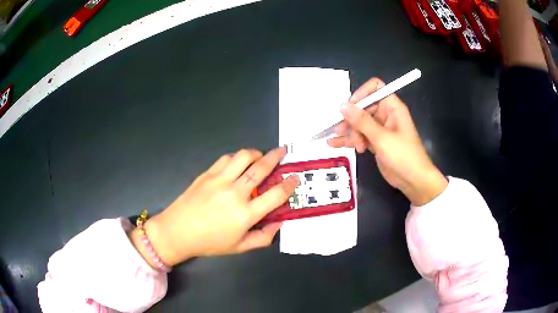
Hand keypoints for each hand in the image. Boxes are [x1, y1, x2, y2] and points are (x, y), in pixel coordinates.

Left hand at [129, 147, 298, 267]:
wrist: (177, 231)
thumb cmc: (209, 242)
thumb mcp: (239, 247)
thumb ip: (263, 237)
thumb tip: (279, 223)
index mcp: (245, 214)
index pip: (275, 195)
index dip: (289, 184)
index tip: (295, 178)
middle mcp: (235, 193)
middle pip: (261, 168)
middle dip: (276, 157)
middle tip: (283, 151)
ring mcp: (219, 180)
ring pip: (243, 157)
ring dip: (256, 153)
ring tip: (261, 156)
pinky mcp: (207, 174)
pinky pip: (226, 158)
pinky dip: (237, 157)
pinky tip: (239, 162)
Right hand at [327, 78, 446, 205]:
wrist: (413, 181)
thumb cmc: (403, 155)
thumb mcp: (382, 138)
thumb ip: (362, 121)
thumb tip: (342, 106)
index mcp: (392, 107)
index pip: (375, 88)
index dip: (361, 94)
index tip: (349, 107)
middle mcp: (385, 115)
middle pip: (363, 107)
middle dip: (351, 119)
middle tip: (340, 130)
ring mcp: (380, 129)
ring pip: (359, 123)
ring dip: (349, 131)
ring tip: (338, 142)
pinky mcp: (376, 142)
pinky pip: (360, 136)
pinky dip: (349, 140)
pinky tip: (334, 144)